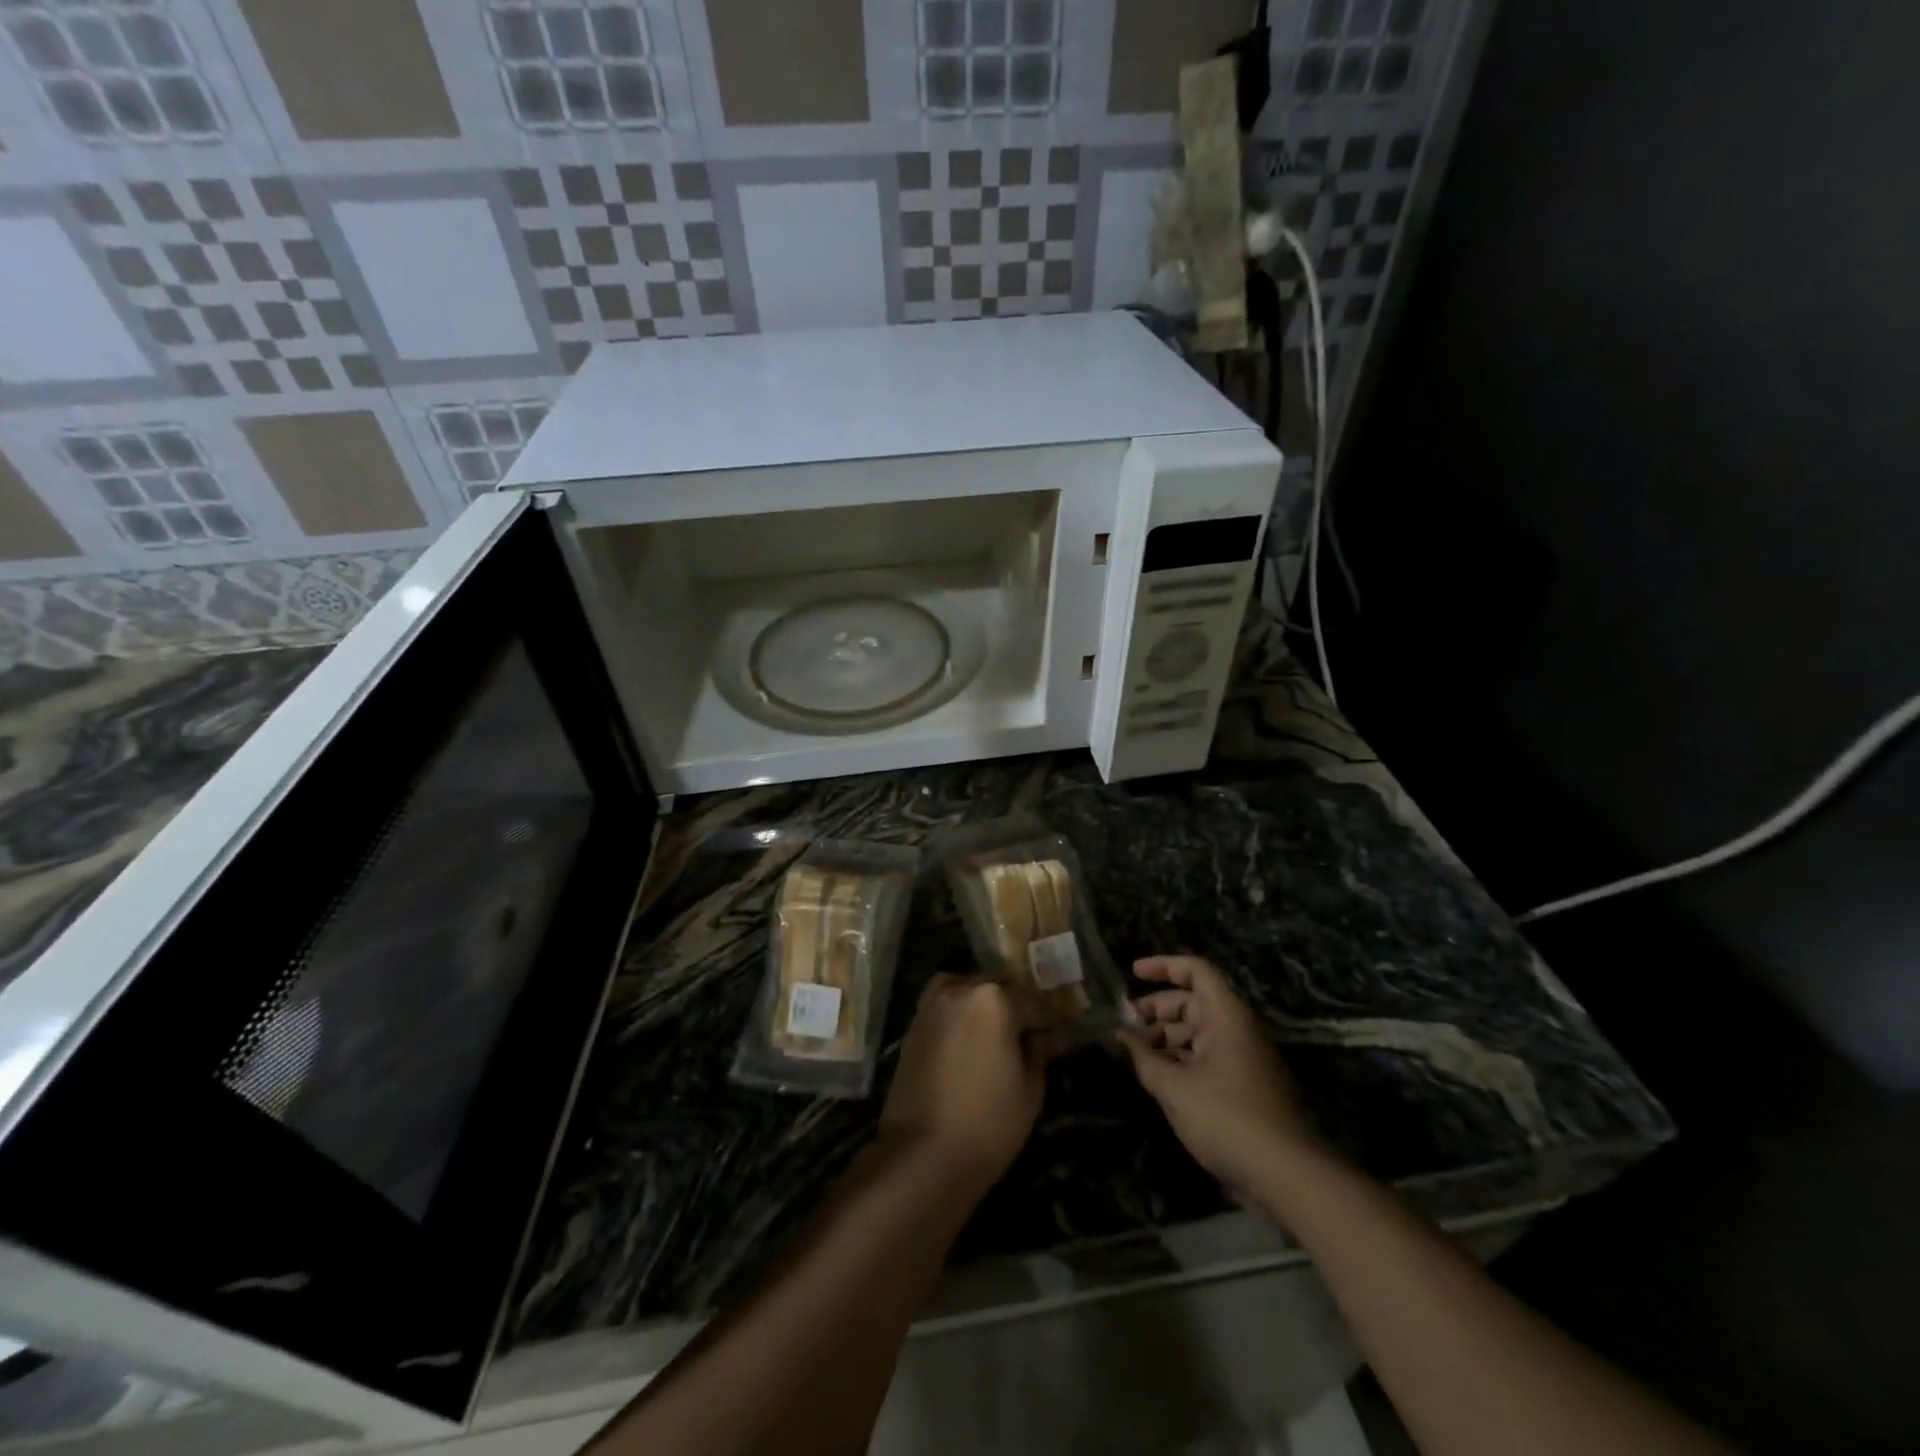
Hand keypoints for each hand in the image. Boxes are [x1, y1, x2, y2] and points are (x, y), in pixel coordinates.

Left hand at [880, 974, 1045, 1188]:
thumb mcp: (1030, 1090)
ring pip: (969, 991)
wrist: (921, 1154)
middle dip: (1017, 1009)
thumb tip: (1041, 1036)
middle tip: (1031, 1037)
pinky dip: (961, 1014)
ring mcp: (932, 1004)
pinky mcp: (914, 1024)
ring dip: (985, 1006)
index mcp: (995, 998)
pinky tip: (970, 1039)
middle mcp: (961, 989)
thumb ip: (1038, 1052)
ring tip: (998, 1035)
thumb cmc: (987, 1124)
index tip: (1059, 1040)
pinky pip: (946, 1006)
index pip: (1035, 1003)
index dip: (1051, 1023)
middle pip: (999, 989)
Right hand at [1121, 956, 1320, 1194]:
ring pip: (1198, 1032)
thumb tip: (1121, 1036)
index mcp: (1226, 1016)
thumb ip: (1144, 1058)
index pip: (1195, 970)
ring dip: (1165, 1037)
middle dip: (1157, 1009)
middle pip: (1193, 1001)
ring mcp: (1242, 1058)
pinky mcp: (1243, 1085)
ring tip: (1135, 1054)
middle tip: (1125, 1024)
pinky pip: (1206, 1057)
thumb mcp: (1175, 1087)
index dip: (1163, 966)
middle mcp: (1237, 1029)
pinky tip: (1157, 1077)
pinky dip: (1180, 1059)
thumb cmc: (1226, 1118)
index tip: (1132, 973)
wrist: (1287, 1175)